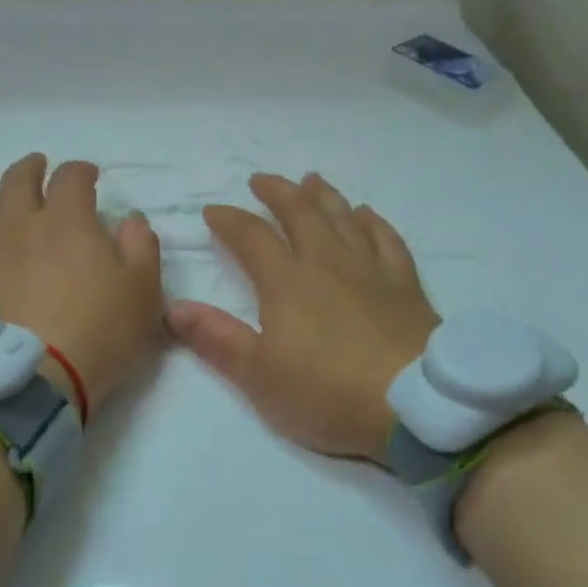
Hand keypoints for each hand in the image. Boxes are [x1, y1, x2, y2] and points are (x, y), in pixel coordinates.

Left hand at [0, 154, 162, 412]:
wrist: (27, 378)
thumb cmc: (96, 333)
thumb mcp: (143, 292)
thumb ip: (141, 247)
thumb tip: (129, 219)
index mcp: (67, 220)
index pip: (72, 178)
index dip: (82, 171)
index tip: (89, 177)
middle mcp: (18, 220)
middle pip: (20, 178)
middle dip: (32, 168)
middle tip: (38, 168)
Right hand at [167, 173, 439, 459]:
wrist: (414, 406)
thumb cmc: (328, 393)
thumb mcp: (260, 377)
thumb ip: (217, 339)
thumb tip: (173, 308)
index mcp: (288, 283)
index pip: (252, 237)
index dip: (229, 220)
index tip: (213, 211)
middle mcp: (328, 263)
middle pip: (300, 213)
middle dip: (277, 192)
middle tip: (261, 180)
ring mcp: (371, 269)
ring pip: (343, 217)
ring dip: (323, 196)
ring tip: (310, 180)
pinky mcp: (405, 284)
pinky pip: (387, 239)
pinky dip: (373, 221)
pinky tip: (366, 213)